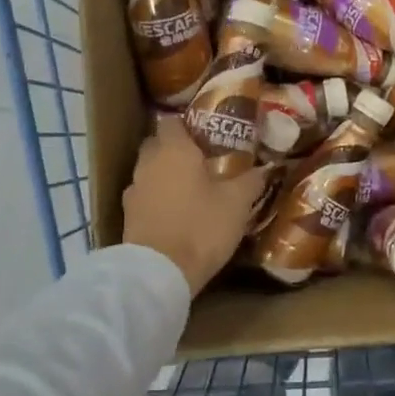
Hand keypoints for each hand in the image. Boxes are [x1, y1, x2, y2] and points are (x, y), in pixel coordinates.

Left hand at [123, 116, 267, 296]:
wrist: (158, 274)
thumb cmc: (200, 227)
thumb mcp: (236, 203)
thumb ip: (251, 181)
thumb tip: (266, 168)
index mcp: (173, 150)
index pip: (172, 121)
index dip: (189, 124)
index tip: (208, 133)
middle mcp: (148, 163)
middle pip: (158, 144)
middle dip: (176, 148)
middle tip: (203, 160)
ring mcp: (134, 191)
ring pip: (150, 171)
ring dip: (166, 175)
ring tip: (191, 188)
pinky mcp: (128, 217)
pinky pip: (145, 197)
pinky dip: (158, 199)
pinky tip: (177, 212)